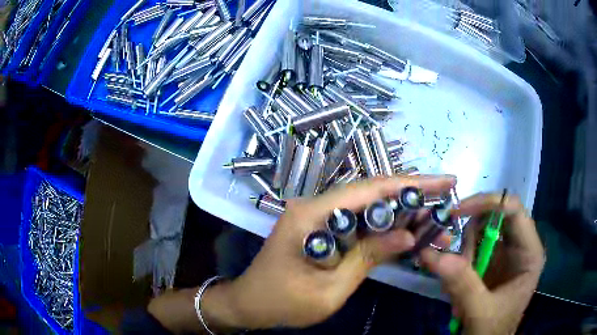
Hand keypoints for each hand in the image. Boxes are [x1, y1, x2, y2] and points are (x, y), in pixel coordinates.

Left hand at [202, 175, 455, 330]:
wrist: (249, 304)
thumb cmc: (282, 303)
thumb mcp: (329, 290)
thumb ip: (368, 258)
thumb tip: (408, 234)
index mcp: (312, 214)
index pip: (370, 189)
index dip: (411, 183)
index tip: (444, 182)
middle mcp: (314, 204)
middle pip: (371, 191)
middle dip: (411, 192)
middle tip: (446, 194)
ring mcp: (316, 213)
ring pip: (366, 203)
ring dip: (400, 207)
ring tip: (433, 213)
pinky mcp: (320, 226)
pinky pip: (357, 219)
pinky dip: (383, 222)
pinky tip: (405, 227)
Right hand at [421, 194, 544, 334]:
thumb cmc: (492, 331)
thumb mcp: (480, 312)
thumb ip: (462, 285)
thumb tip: (432, 253)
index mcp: (529, 253)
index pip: (514, 210)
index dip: (488, 203)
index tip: (457, 211)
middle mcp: (519, 246)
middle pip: (495, 217)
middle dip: (471, 235)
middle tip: (454, 260)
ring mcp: (505, 253)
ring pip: (481, 231)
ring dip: (463, 253)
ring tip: (457, 287)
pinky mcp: (491, 261)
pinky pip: (472, 247)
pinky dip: (459, 261)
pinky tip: (456, 288)